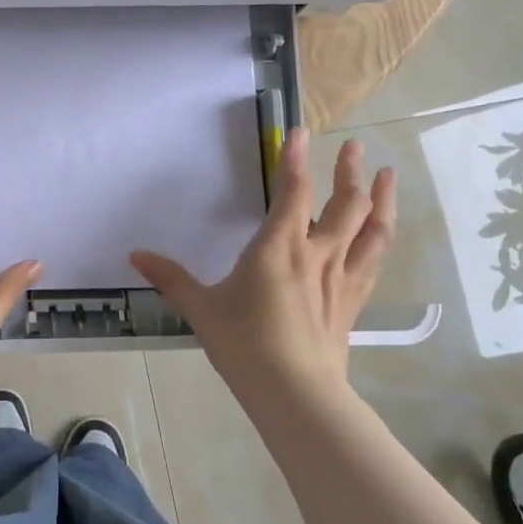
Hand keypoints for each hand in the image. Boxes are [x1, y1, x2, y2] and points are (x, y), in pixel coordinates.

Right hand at [131, 132, 395, 417]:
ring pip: (371, 229)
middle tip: (354, 148)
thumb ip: (171, 278)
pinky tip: (380, 233)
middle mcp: (317, 253)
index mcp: (279, 247)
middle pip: (344, 203)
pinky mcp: (353, 301)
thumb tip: (136, 256)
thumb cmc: (244, 345)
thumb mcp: (201, 309)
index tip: (298, 131)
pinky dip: (379, 238)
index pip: (292, 190)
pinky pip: (373, 260)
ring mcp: (341, 277)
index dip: (294, 158)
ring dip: (381, 198)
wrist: (295, 392)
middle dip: (349, 171)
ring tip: (386, 175)